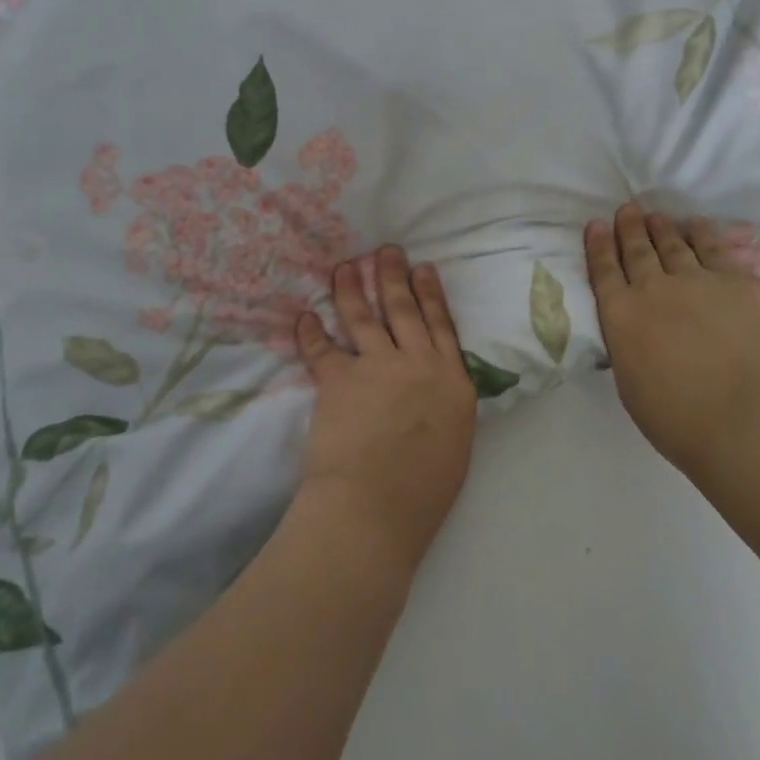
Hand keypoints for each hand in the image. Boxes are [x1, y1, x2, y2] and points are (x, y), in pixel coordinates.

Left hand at [293, 248, 477, 576]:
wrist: (375, 508)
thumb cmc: (423, 493)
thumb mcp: (455, 443)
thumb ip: (445, 407)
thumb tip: (435, 393)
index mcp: (451, 381)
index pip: (440, 325)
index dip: (430, 294)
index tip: (423, 268)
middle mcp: (416, 364)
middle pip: (403, 309)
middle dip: (393, 276)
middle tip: (386, 251)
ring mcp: (377, 367)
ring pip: (363, 317)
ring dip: (351, 288)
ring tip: (345, 266)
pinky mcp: (339, 379)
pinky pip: (322, 348)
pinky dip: (311, 332)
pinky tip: (304, 316)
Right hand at [586, 203, 759, 478]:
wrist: (743, 424)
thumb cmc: (677, 420)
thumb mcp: (628, 382)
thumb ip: (625, 344)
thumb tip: (631, 328)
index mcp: (620, 315)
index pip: (603, 270)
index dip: (599, 245)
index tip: (596, 225)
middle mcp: (651, 289)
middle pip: (636, 250)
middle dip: (628, 227)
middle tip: (626, 210)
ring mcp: (694, 281)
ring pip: (672, 244)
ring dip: (660, 227)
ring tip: (654, 215)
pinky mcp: (732, 283)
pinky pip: (712, 248)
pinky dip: (700, 233)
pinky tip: (695, 224)